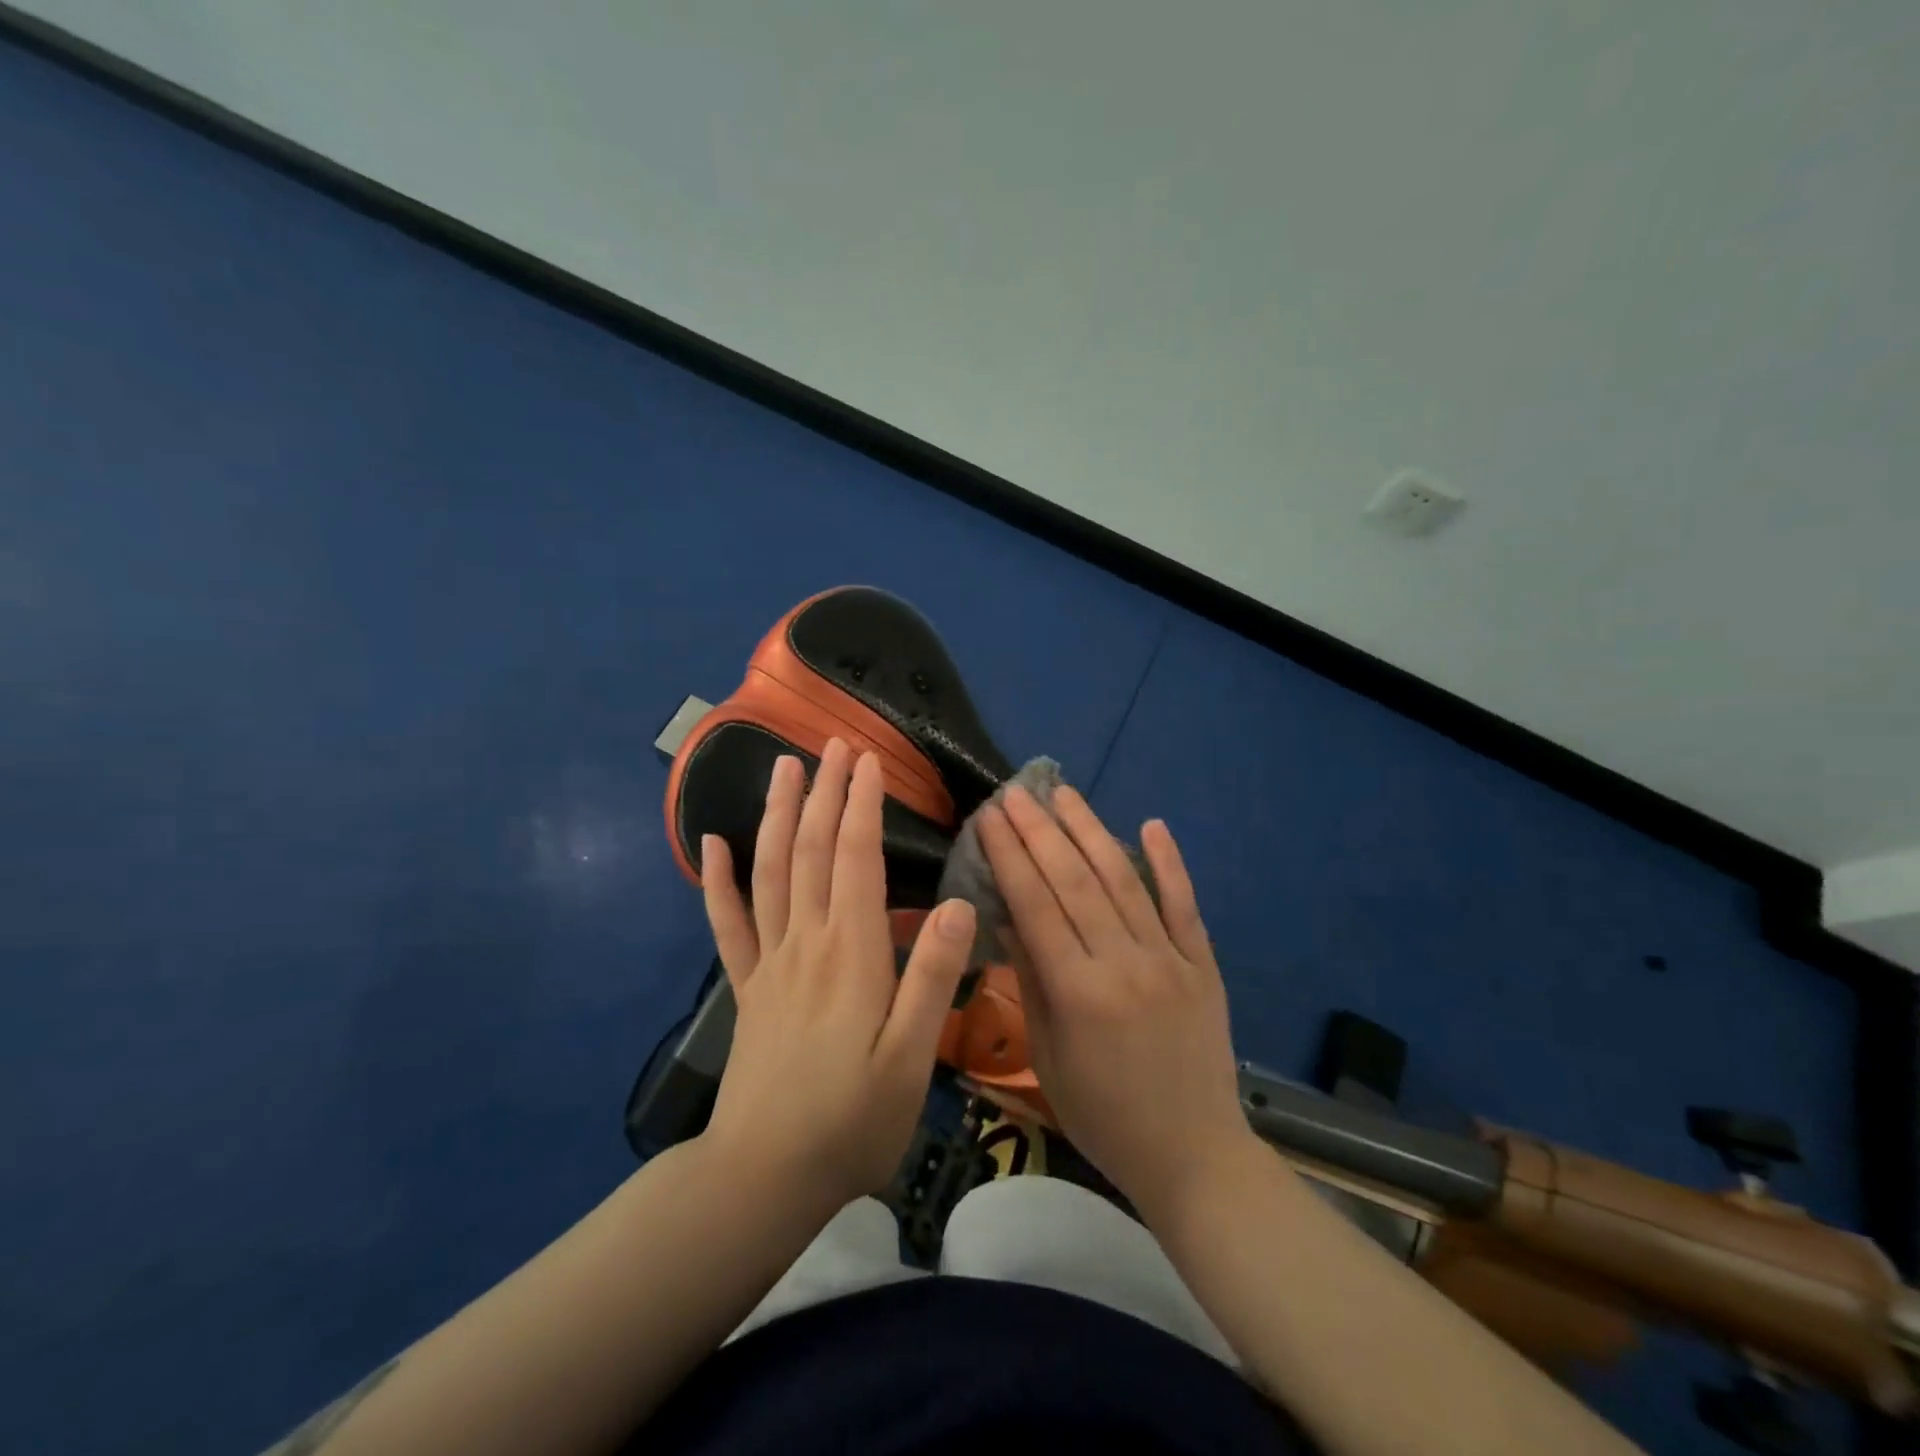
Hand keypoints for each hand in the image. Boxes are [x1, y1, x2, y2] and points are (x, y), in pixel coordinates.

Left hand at [698, 739, 976, 1215]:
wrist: (765, 1176)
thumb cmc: (851, 1119)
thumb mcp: (911, 1058)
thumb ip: (931, 977)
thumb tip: (960, 904)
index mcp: (850, 952)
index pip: (855, 858)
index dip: (861, 805)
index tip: (869, 760)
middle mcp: (806, 941)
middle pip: (811, 850)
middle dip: (824, 792)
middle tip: (833, 744)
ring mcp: (769, 962)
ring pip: (770, 872)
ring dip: (777, 815)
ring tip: (783, 768)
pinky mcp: (746, 987)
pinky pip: (728, 924)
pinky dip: (717, 881)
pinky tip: (711, 846)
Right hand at [976, 784, 1253, 1222]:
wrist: (1194, 1156)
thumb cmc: (1104, 1116)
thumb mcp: (1049, 1057)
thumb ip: (1031, 981)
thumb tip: (1007, 917)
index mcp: (1079, 992)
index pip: (1035, 905)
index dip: (1009, 856)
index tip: (989, 818)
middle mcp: (1124, 963)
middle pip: (1075, 881)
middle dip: (1039, 831)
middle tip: (1015, 793)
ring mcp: (1170, 958)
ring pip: (1124, 879)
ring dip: (1091, 830)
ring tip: (1064, 793)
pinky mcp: (1202, 962)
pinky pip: (1184, 903)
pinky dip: (1169, 862)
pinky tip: (1153, 824)